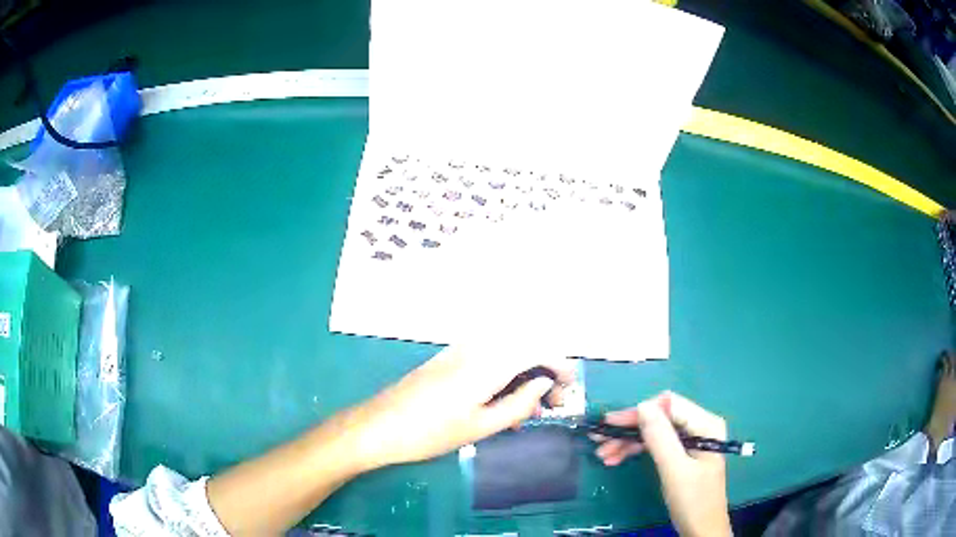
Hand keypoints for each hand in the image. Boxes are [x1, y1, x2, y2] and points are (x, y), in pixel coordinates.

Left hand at [345, 346, 574, 470]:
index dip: (559, 364)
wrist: (379, 426)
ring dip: (525, 374)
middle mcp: (476, 347)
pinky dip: (505, 375)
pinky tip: (503, 403)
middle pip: (523, 346)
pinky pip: (488, 358)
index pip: (536, 349)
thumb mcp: (481, 426)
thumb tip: (543, 384)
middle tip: (551, 405)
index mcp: (487, 362)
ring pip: (506, 353)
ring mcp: (459, 351)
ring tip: (530, 409)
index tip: (570, 387)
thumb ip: (518, 404)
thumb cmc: (430, 432)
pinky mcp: (448, 359)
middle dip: (544, 371)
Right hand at [593, 392, 730, 536]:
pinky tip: (616, 458)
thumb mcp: (675, 470)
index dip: (638, 413)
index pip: (668, 406)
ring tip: (603, 454)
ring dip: (628, 441)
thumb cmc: (693, 500)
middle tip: (599, 439)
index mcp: (705, 424)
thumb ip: (660, 437)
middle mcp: (700, 426)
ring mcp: (691, 440)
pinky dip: (636, 450)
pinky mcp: (683, 453)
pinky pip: (657, 444)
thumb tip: (642, 405)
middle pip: (659, 417)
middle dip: (629, 428)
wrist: (702, 529)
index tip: (609, 425)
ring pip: (655, 431)